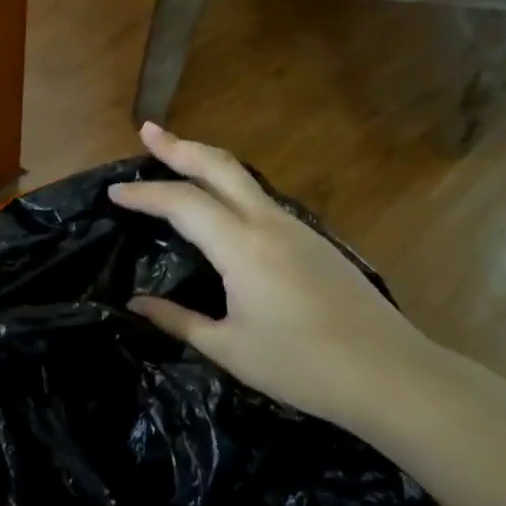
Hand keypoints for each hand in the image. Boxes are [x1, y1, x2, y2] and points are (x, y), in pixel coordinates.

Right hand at [108, 123, 437, 432]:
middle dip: (180, 146)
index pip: (181, 203)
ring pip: (243, 178)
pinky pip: (260, 198)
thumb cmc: (303, 366)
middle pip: (218, 167)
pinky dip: (230, 186)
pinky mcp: (314, 241)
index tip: (113, 191)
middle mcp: (267, 223)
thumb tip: (135, 304)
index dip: (144, 194)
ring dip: (206, 162)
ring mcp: (296, 228)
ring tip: (177, 157)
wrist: (392, 375)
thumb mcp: (229, 348)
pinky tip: (221, 202)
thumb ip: (178, 320)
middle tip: (148, 131)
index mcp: (241, 246)